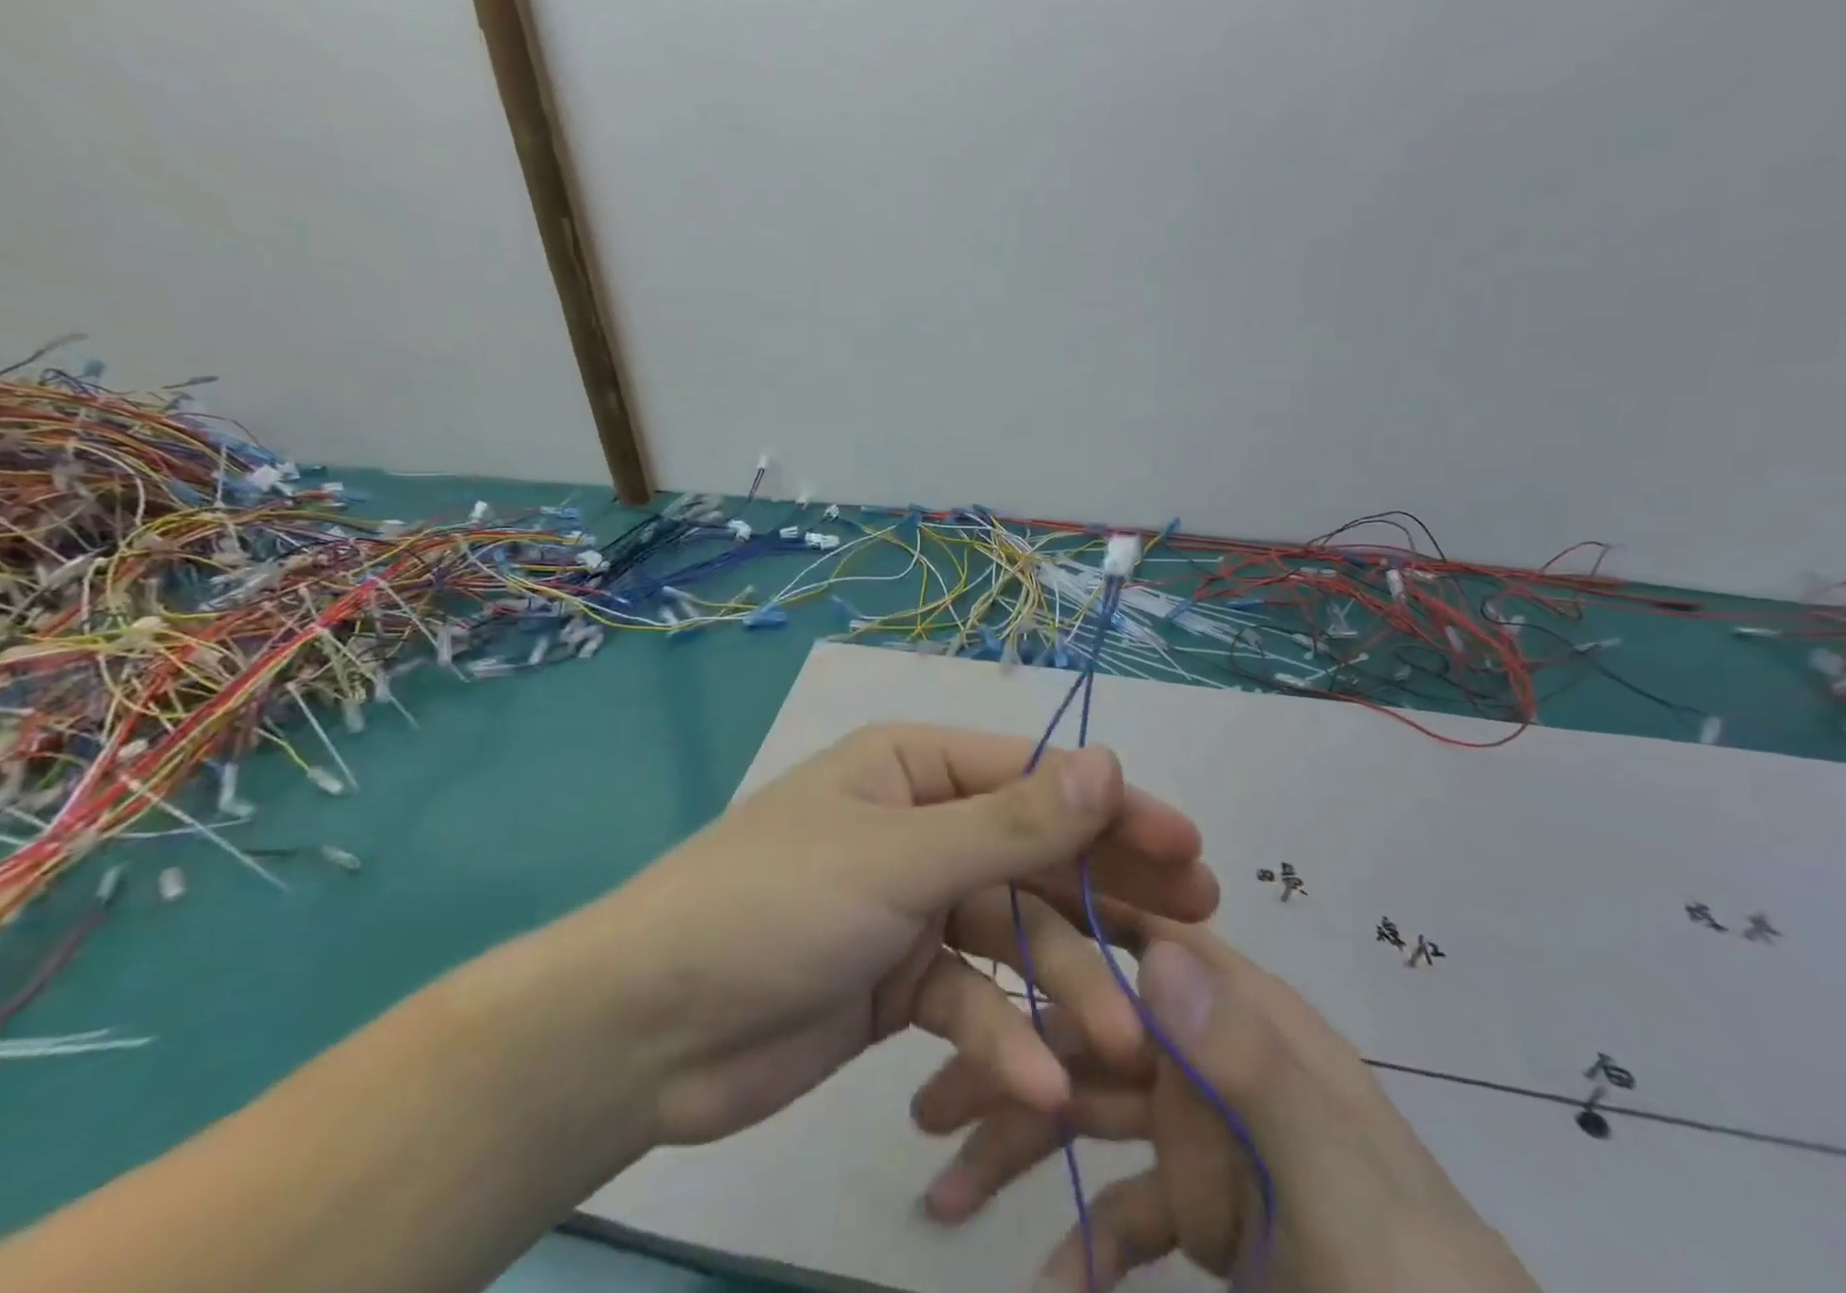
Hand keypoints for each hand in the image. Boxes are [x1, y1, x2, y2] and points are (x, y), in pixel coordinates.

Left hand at [604, 723, 1218, 1150]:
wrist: (650, 1028)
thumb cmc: (775, 906)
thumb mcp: (898, 857)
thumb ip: (1010, 822)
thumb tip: (1109, 763)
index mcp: (911, 770)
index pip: (1031, 778)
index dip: (1111, 810)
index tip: (1188, 847)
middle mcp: (917, 827)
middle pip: (1031, 855)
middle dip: (1106, 895)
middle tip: (1195, 928)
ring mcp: (911, 906)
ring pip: (1010, 937)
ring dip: (1063, 989)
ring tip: (1122, 1043)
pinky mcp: (900, 981)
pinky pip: (970, 999)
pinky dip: (1002, 1038)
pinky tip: (1038, 1083)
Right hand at [913, 922, 1540, 1292]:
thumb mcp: (1344, 1198)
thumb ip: (1252, 1070)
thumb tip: (1153, 955)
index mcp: (1252, 1024)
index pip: (1142, 941)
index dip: (1065, 928)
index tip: (981, 932)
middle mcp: (1220, 1060)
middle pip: (1097, 1032)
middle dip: (1012, 1058)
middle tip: (927, 1106)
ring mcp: (1213, 1138)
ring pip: (1095, 1110)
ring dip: (1023, 1144)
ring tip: (944, 1196)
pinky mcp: (1210, 1214)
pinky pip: (1128, 1208)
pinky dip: (1083, 1240)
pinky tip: (1045, 1284)